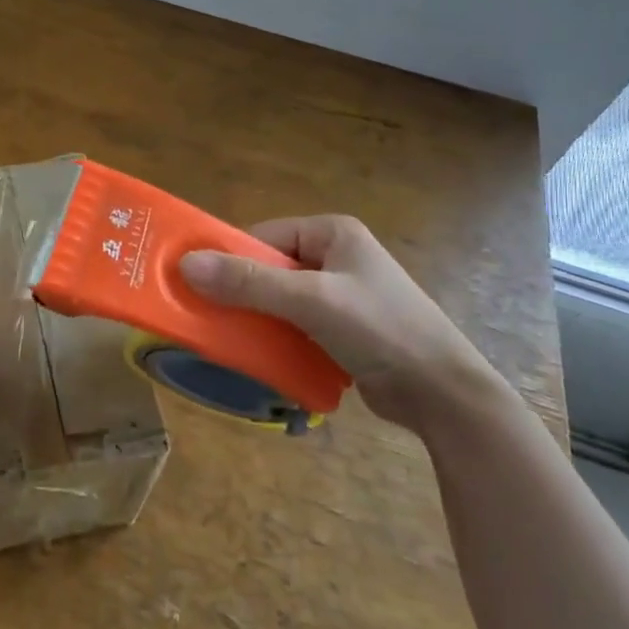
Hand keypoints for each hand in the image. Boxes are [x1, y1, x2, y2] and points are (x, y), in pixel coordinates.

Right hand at [180, 215, 512, 435]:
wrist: (443, 394)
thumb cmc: (380, 330)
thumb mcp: (311, 301)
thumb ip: (249, 282)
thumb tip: (186, 264)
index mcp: (333, 233)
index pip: (264, 236)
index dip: (230, 258)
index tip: (197, 286)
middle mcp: (336, 257)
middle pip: (269, 268)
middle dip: (241, 294)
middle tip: (208, 318)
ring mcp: (342, 295)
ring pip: (280, 300)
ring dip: (257, 320)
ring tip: (230, 343)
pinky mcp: (344, 329)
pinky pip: (295, 326)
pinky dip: (276, 339)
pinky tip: (261, 359)